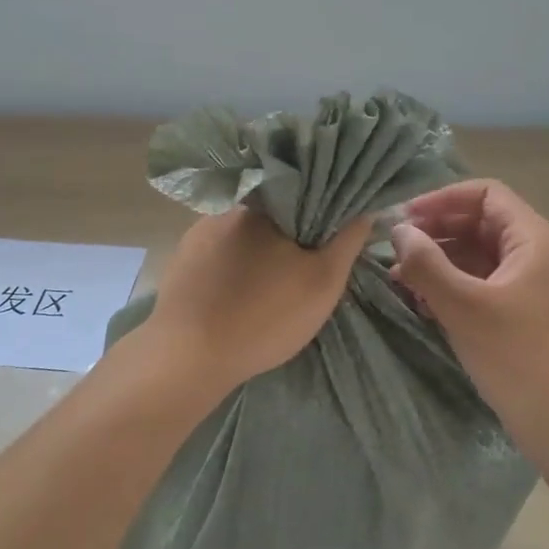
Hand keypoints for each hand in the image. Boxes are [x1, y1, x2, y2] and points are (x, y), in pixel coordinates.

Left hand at [144, 208, 371, 394]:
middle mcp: (229, 208)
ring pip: (243, 231)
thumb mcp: (322, 282)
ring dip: (258, 246)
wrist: (189, 356)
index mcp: (266, 205)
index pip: (304, 191)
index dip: (322, 209)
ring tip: (269, 278)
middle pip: (273, 211)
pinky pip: (218, 248)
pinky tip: (238, 287)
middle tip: (303, 262)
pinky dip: (233, 261)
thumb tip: (365, 207)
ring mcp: (199, 231)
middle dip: (289, 230)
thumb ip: (347, 241)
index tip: (331, 233)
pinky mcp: (182, 256)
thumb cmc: (265, 316)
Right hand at [390, 179, 548, 453]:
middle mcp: (536, 255)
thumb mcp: (465, 307)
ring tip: (400, 279)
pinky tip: (424, 303)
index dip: (442, 199)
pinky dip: (453, 287)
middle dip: (435, 232)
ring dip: (440, 261)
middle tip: (395, 251)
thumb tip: (398, 230)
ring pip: (479, 257)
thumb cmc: (520, 359)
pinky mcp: (524, 318)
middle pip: (480, 223)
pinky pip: (483, 286)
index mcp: (533, 240)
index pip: (485, 194)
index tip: (404, 220)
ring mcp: (532, 288)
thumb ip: (426, 263)